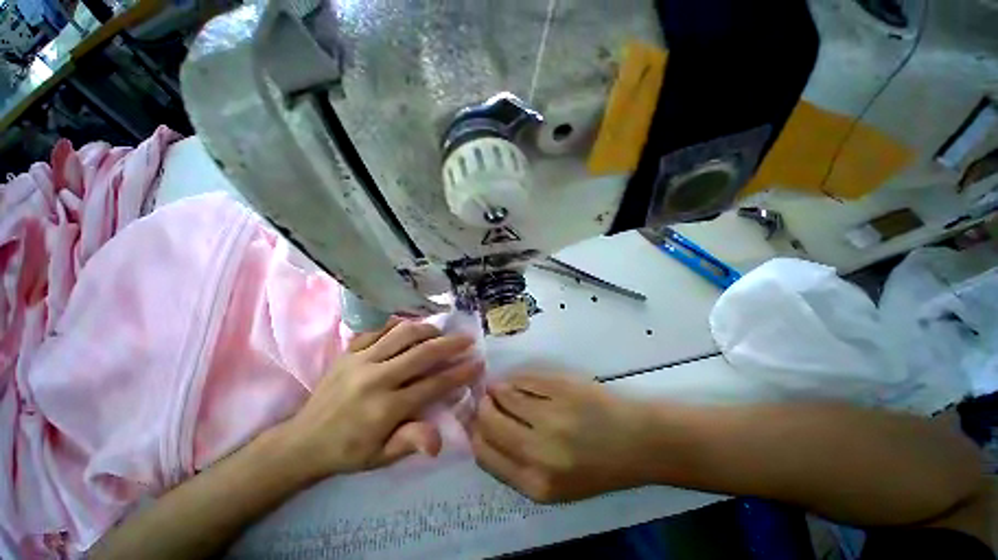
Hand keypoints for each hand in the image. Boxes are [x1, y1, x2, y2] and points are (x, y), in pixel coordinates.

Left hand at [275, 317, 482, 481]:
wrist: (302, 441)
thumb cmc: (348, 451)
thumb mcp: (381, 457)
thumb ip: (410, 443)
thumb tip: (440, 441)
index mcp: (385, 408)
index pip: (433, 385)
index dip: (459, 373)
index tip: (478, 363)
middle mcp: (375, 378)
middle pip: (422, 353)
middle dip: (451, 344)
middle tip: (468, 338)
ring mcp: (360, 360)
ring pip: (403, 334)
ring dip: (428, 330)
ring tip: (441, 331)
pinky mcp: (349, 350)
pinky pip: (380, 329)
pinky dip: (399, 325)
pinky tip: (410, 328)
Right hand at [471, 373, 655, 502]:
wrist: (639, 442)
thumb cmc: (597, 466)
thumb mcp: (554, 484)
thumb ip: (515, 464)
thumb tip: (483, 432)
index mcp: (536, 484)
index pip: (484, 453)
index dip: (474, 433)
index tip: (475, 422)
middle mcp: (539, 451)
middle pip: (489, 421)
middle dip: (482, 408)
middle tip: (485, 400)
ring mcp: (551, 415)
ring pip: (505, 395)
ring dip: (498, 389)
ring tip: (500, 388)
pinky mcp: (561, 387)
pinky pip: (524, 380)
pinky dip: (516, 380)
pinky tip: (519, 382)